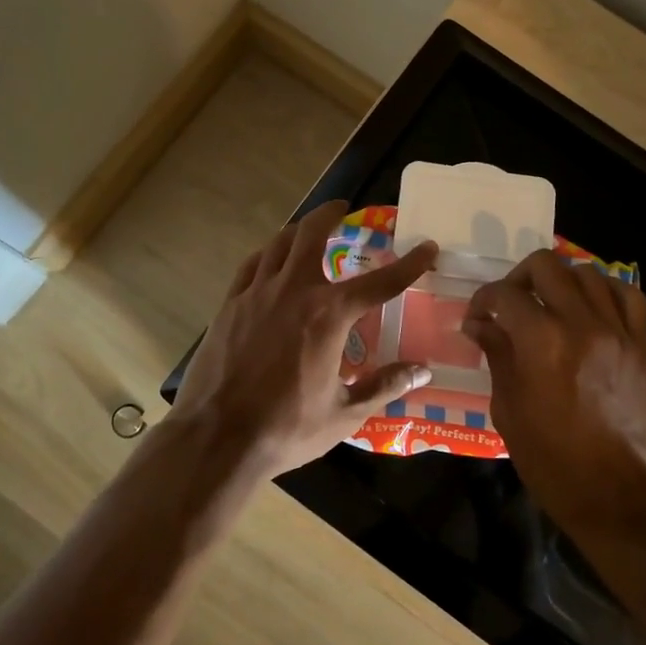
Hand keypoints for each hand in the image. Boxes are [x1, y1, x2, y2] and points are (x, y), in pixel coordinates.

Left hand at [170, 200, 438, 477]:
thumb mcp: (345, 413)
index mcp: (329, 315)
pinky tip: (270, 260)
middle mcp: (294, 291)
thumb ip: (384, 386)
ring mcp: (256, 294)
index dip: (409, 264)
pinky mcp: (229, 305)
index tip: (427, 247)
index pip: (380, 282)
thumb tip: (422, 371)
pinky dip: (267, 254)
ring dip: (298, 230)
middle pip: (313, 235)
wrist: (218, 436)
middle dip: (330, 214)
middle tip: (343, 208)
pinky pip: (251, 265)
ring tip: (309, 229)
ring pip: (278, 244)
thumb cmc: (287, 428)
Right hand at [463, 250, 645, 532]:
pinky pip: (628, 296)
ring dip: (560, 282)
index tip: (477, 320)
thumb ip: (497, 356)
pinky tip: (590, 309)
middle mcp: (581, 324)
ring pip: (587, 273)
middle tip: (509, 306)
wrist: (615, 496)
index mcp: (541, 342)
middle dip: (518, 278)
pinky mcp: (641, 346)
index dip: (482, 301)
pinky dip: (605, 291)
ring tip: (549, 306)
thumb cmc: (551, 460)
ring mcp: (617, 332)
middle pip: (546, 266)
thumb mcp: (507, 409)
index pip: (504, 294)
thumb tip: (480, 325)